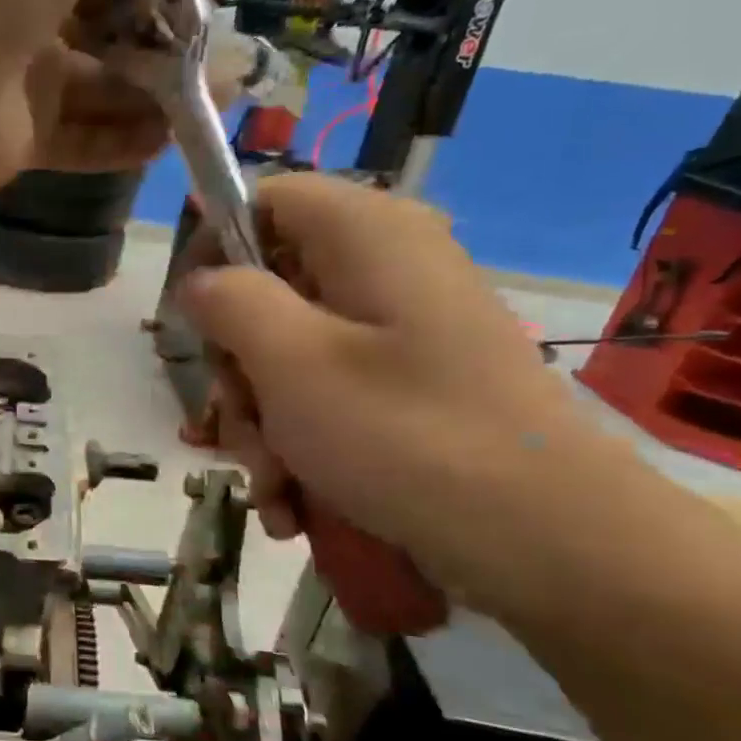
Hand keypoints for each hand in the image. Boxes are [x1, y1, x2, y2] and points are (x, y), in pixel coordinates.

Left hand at [0, 0, 212, 189]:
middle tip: (220, 41)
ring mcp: (24, 80)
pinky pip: (85, 140)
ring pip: (106, 85)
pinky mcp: (24, 139)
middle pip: (115, 19)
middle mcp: (30, 11)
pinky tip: (169, 136)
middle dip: (175, 27)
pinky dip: (127, 139)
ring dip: (164, 90)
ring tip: (216, 96)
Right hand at [176, 174, 612, 603]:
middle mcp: (386, 268)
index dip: (213, 247)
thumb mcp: (289, 360)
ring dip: (261, 420)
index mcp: (366, 234)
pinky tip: (295, 502)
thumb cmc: (404, 434)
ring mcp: (402, 331)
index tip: (192, 318)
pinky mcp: (412, 384)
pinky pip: (328, 392)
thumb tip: (200, 281)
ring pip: (289, 352)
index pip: (264, 198)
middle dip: (237, 365)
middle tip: (240, 421)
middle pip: (269, 287)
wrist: (548, 542)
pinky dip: (300, 443)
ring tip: (274, 485)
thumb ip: (229, 301)